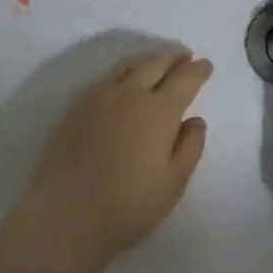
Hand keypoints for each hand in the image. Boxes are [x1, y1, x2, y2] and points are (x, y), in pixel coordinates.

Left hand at [3, 46, 212, 272]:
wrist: (66, 215)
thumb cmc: (129, 205)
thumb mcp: (173, 183)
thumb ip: (190, 147)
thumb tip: (196, 120)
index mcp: (159, 111)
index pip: (185, 79)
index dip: (198, 70)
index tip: (206, 65)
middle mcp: (130, 94)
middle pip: (156, 63)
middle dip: (174, 57)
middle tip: (185, 57)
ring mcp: (99, 97)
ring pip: (128, 66)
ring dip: (148, 60)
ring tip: (157, 64)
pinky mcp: (75, 107)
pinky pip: (105, 79)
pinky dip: (123, 73)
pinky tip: (123, 84)